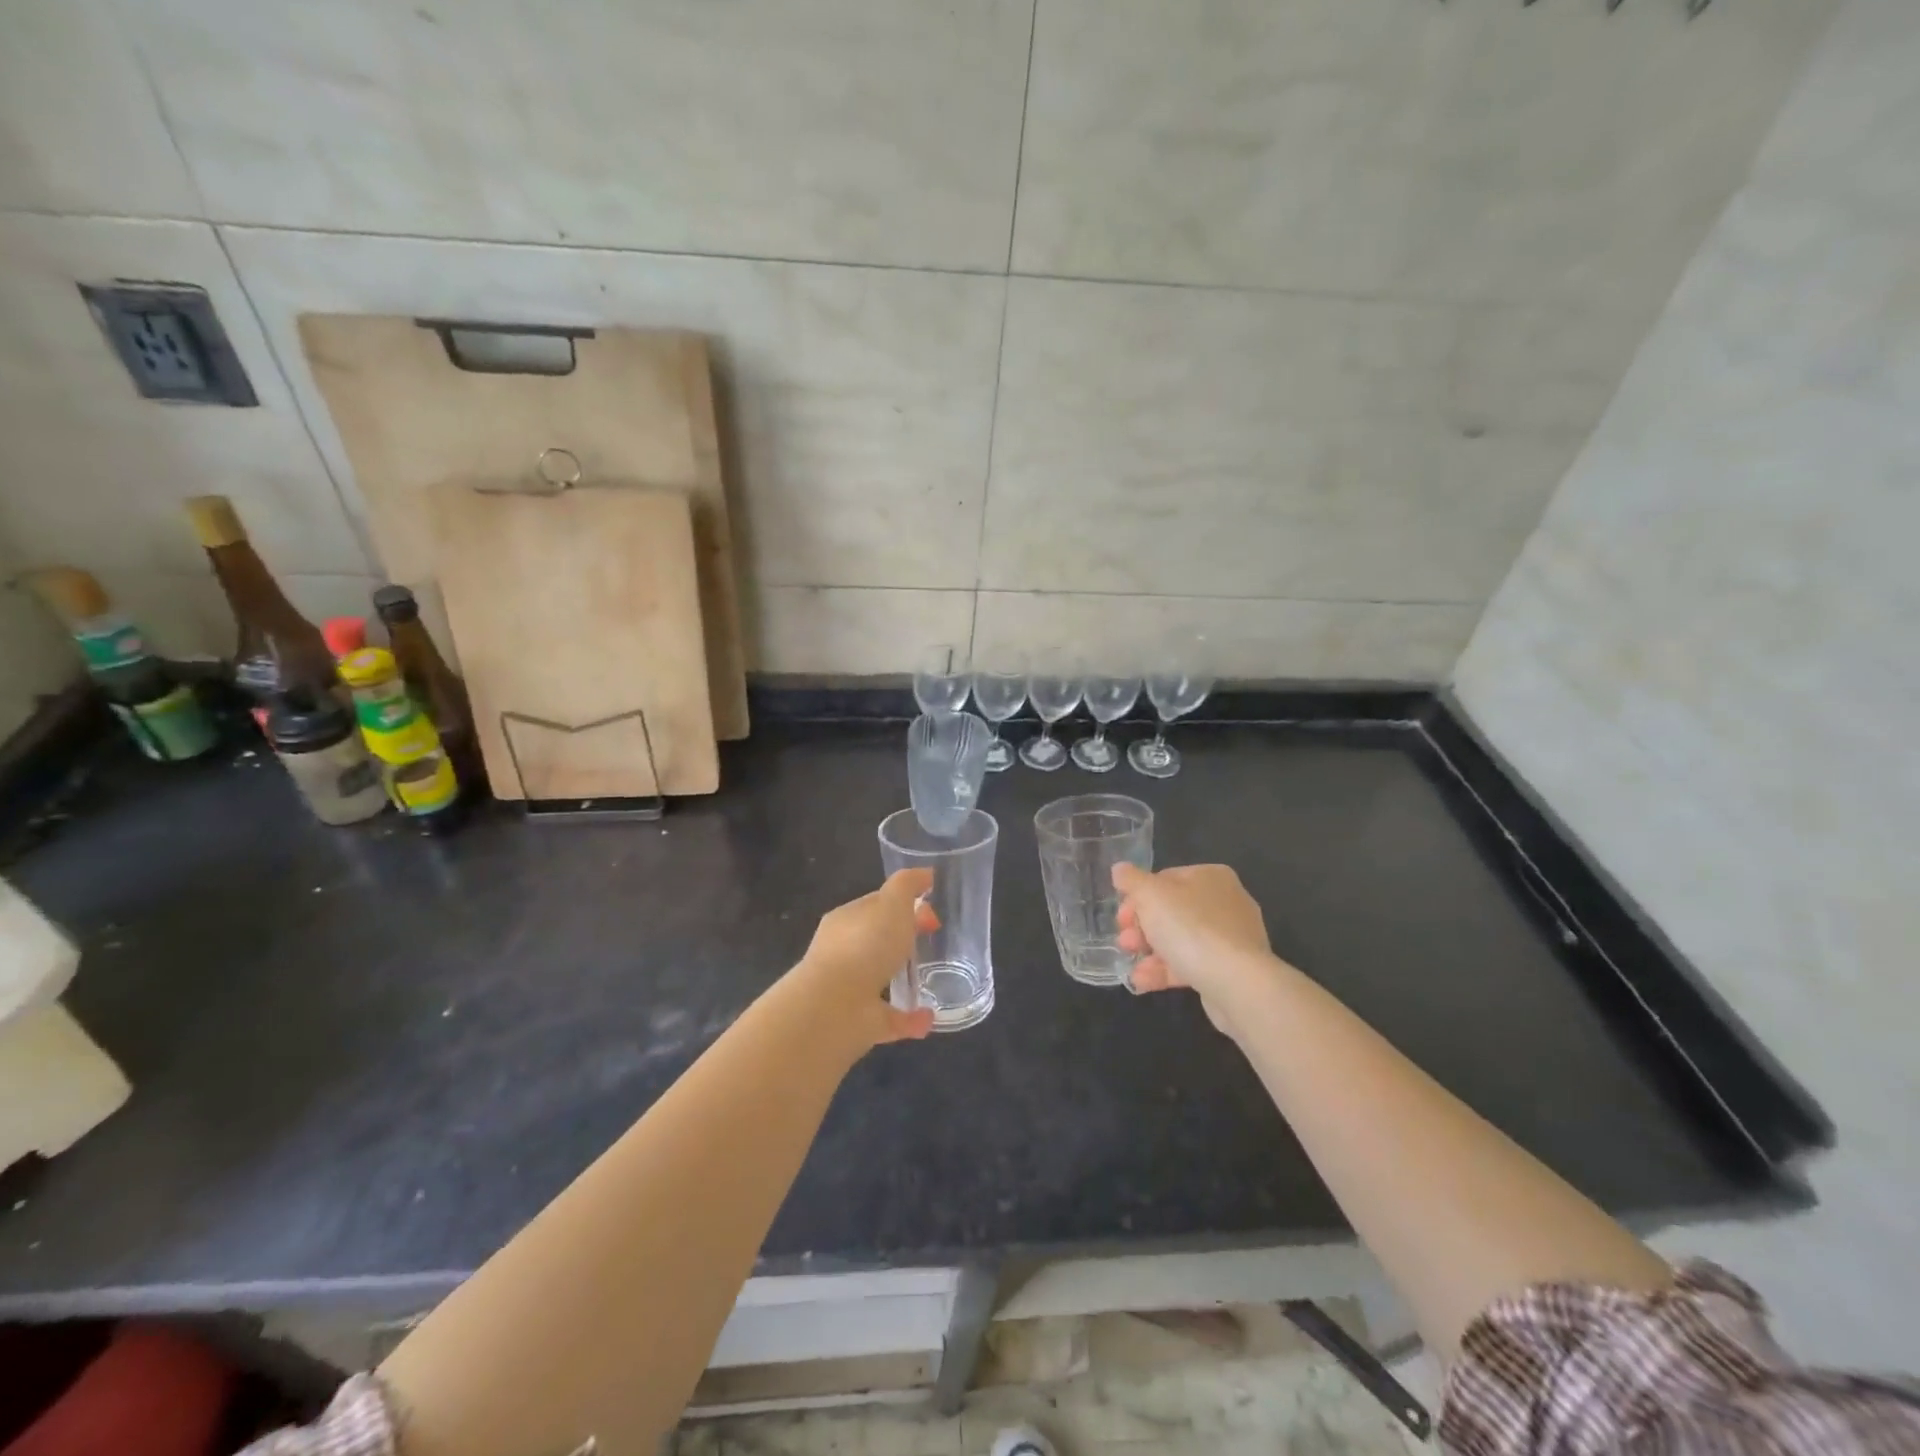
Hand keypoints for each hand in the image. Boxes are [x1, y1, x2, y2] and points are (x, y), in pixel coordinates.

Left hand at [790, 869, 938, 1045]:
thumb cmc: (865, 944)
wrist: (836, 1006)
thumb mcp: (891, 902)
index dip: (905, 904)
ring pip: (880, 979)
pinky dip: (910, 1018)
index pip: (877, 905)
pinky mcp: (860, 1022)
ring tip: (933, 979)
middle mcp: (844, 952)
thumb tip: (926, 874)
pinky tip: (930, 1017)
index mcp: (847, 920)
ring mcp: (850, 989)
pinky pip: (890, 1018)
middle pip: (878, 939)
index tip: (932, 912)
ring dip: (903, 979)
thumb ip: (908, 885)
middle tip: (933, 939)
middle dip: (903, 938)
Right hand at [1113, 863, 1276, 1038]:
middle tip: (1124, 942)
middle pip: (1172, 911)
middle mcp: (1225, 902)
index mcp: (1211, 877)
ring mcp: (1231, 938)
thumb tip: (1120, 869)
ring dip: (1150, 952)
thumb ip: (1132, 880)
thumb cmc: (1190, 927)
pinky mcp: (1231, 969)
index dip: (1138, 897)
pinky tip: (1142, 981)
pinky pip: (1192, 964)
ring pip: (1180, 940)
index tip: (1122, 917)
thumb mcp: (1150, 895)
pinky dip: (1166, 970)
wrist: (1236, 982)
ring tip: (1131, 965)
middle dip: (1142, 928)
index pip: (1165, 879)